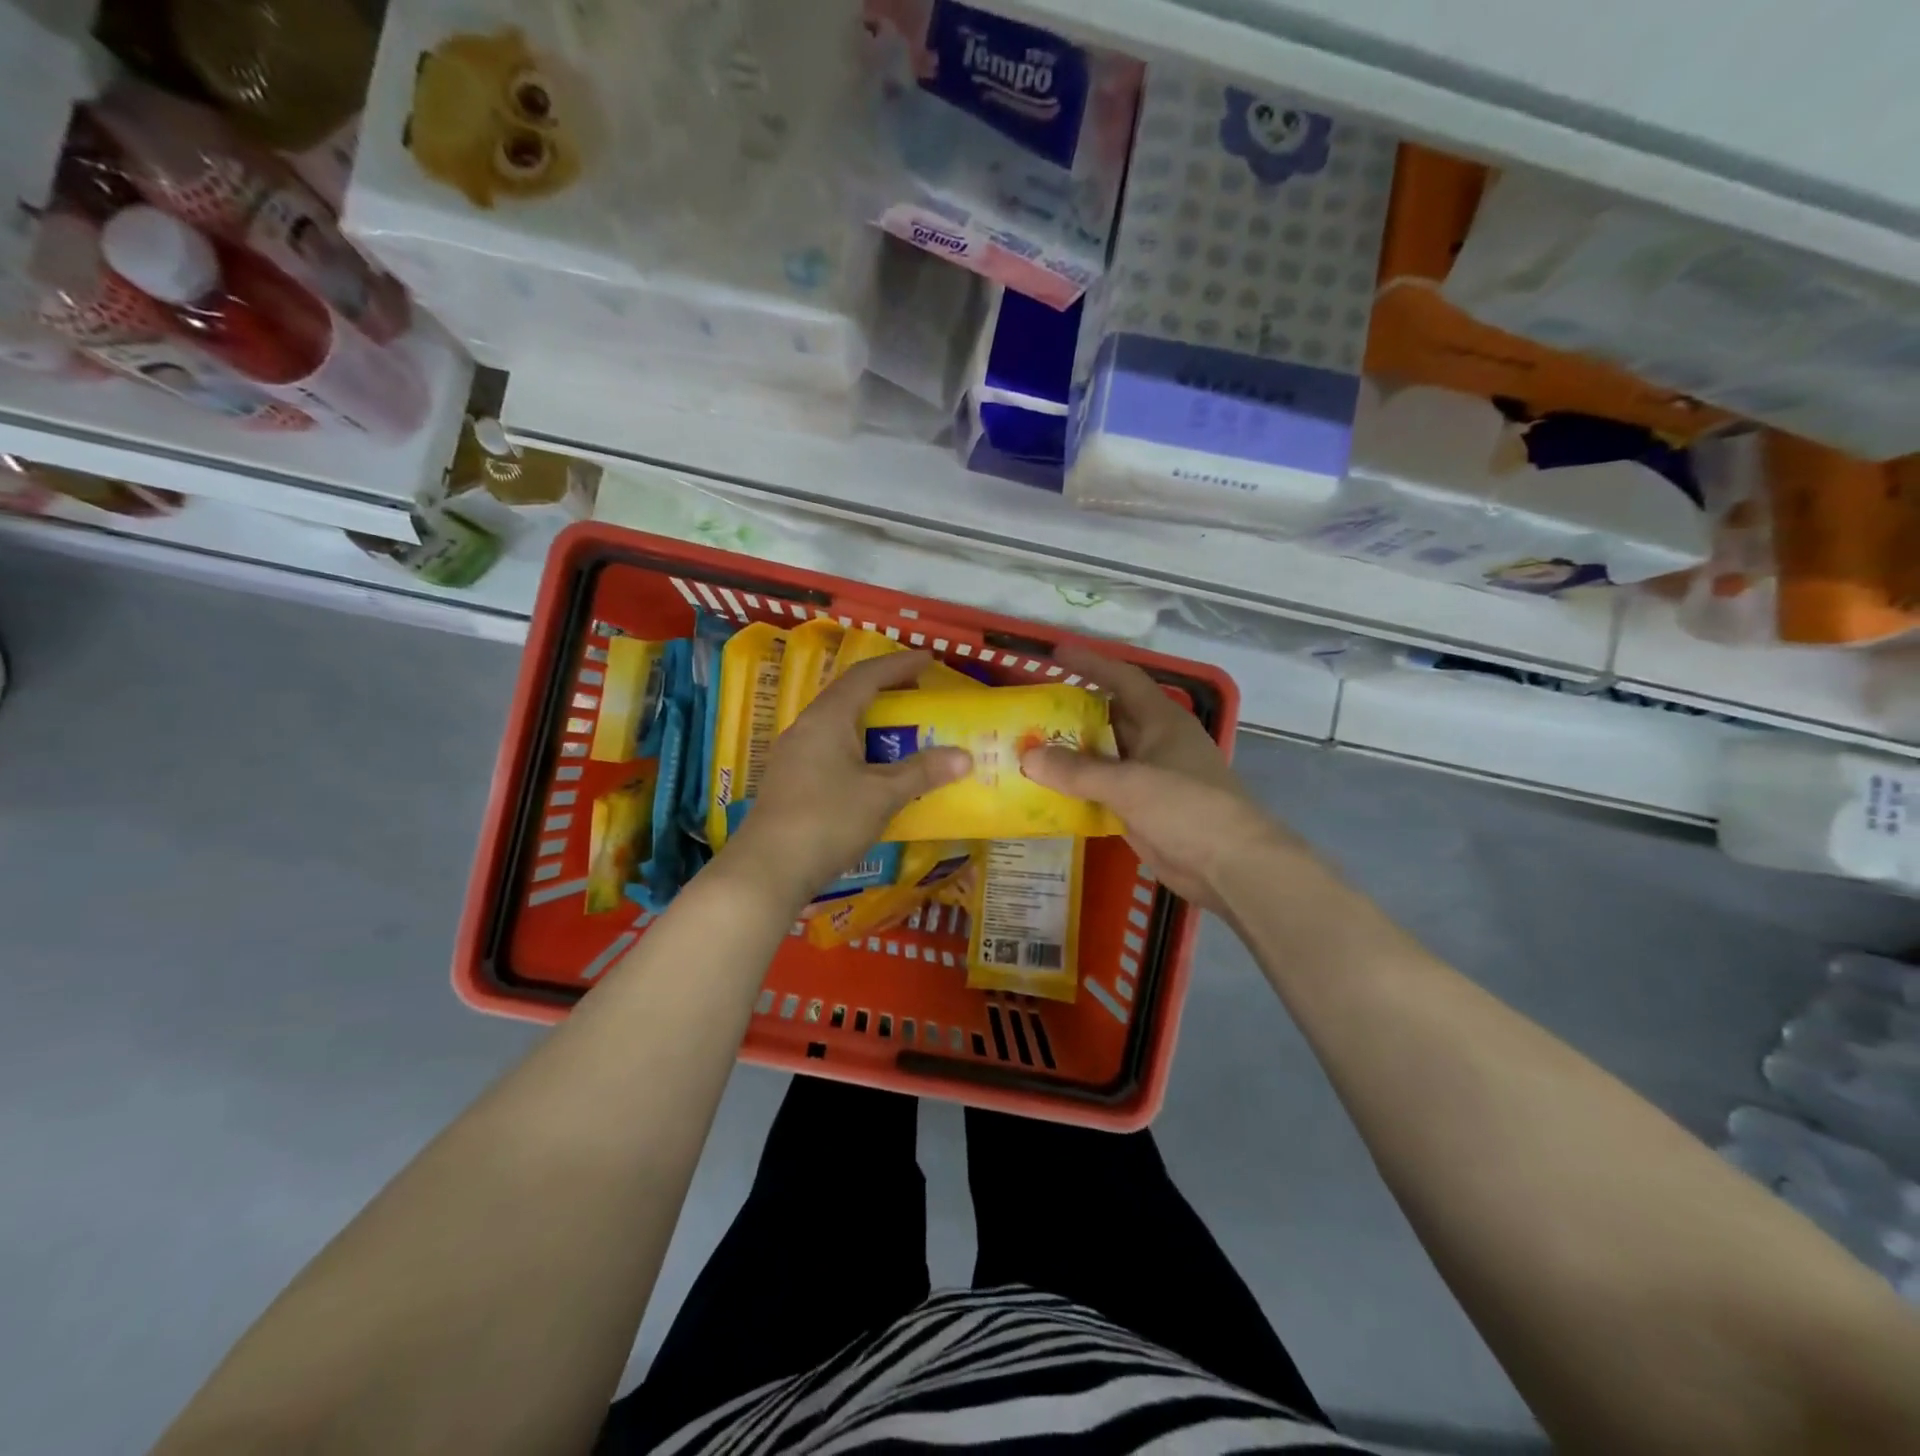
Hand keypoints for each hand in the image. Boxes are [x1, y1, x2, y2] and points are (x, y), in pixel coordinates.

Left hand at [723, 650, 970, 911]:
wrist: (768, 870)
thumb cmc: (828, 820)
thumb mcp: (882, 794)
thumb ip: (922, 772)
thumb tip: (963, 756)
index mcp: (827, 718)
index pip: (865, 676)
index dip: (899, 664)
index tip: (928, 659)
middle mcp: (806, 728)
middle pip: (848, 696)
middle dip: (885, 691)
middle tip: (918, 694)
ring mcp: (794, 756)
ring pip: (838, 726)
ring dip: (870, 723)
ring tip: (901, 731)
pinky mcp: (790, 782)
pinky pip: (830, 750)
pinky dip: (858, 748)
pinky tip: (873, 771)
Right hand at [1020, 644, 1298, 911]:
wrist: (1231, 866)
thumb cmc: (1187, 808)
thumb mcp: (1130, 784)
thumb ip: (1078, 771)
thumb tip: (1027, 756)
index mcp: (1161, 721)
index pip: (1122, 679)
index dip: (1090, 664)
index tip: (1055, 654)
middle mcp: (1155, 742)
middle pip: (1109, 717)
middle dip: (1072, 712)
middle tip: (1030, 710)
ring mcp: (1150, 778)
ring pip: (1104, 757)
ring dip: (1071, 754)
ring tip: (1028, 748)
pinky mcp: (1143, 810)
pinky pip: (1102, 791)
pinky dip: (1077, 789)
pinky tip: (1046, 792)